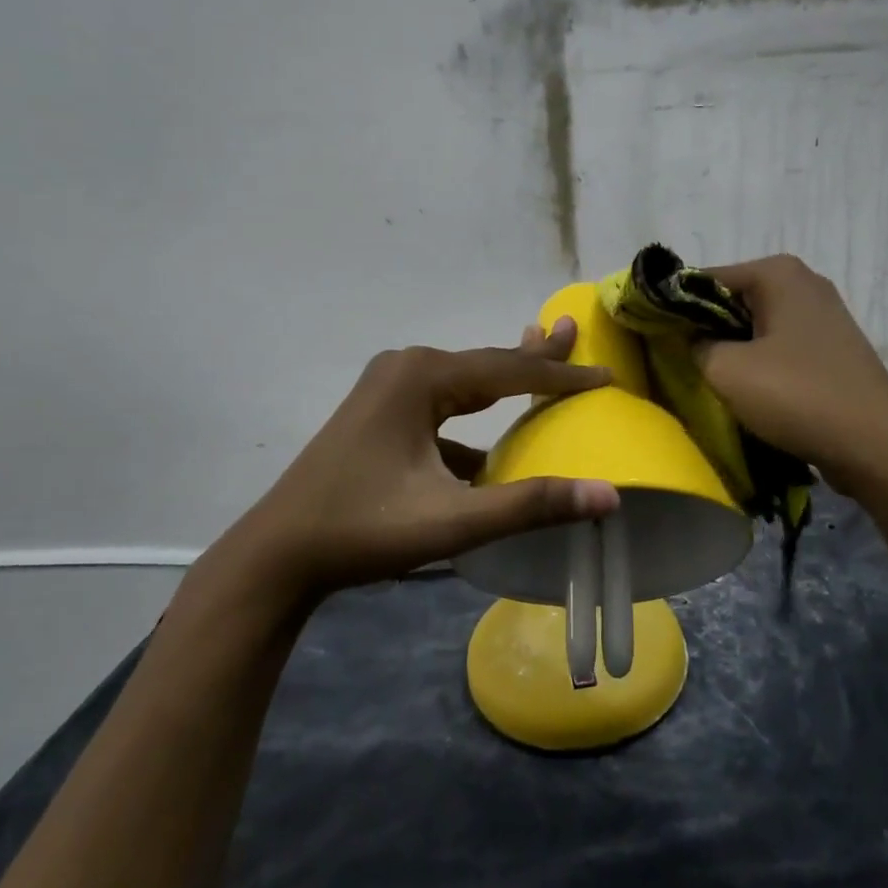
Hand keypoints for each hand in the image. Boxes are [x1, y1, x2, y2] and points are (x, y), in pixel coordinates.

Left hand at [246, 318, 619, 599]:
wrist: (278, 554)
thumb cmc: (365, 530)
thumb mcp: (454, 520)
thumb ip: (532, 504)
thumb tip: (609, 494)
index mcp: (423, 377)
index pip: (510, 371)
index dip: (561, 376)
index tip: (607, 375)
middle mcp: (406, 368)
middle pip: (486, 364)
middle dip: (533, 357)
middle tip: (573, 334)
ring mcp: (387, 389)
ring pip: (462, 384)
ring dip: (502, 383)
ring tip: (541, 368)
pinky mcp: (378, 414)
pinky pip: (440, 408)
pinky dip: (470, 420)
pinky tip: (487, 452)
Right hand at [694, 255, 887, 497]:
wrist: (876, 446)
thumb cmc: (797, 396)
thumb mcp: (726, 370)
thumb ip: (693, 345)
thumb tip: (688, 340)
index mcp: (778, 273)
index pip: (703, 279)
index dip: (673, 308)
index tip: (651, 337)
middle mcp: (803, 284)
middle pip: (731, 300)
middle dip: (703, 329)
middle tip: (676, 362)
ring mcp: (823, 316)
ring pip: (755, 326)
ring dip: (730, 350)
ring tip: (707, 380)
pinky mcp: (832, 349)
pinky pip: (779, 347)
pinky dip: (758, 363)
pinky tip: (747, 392)